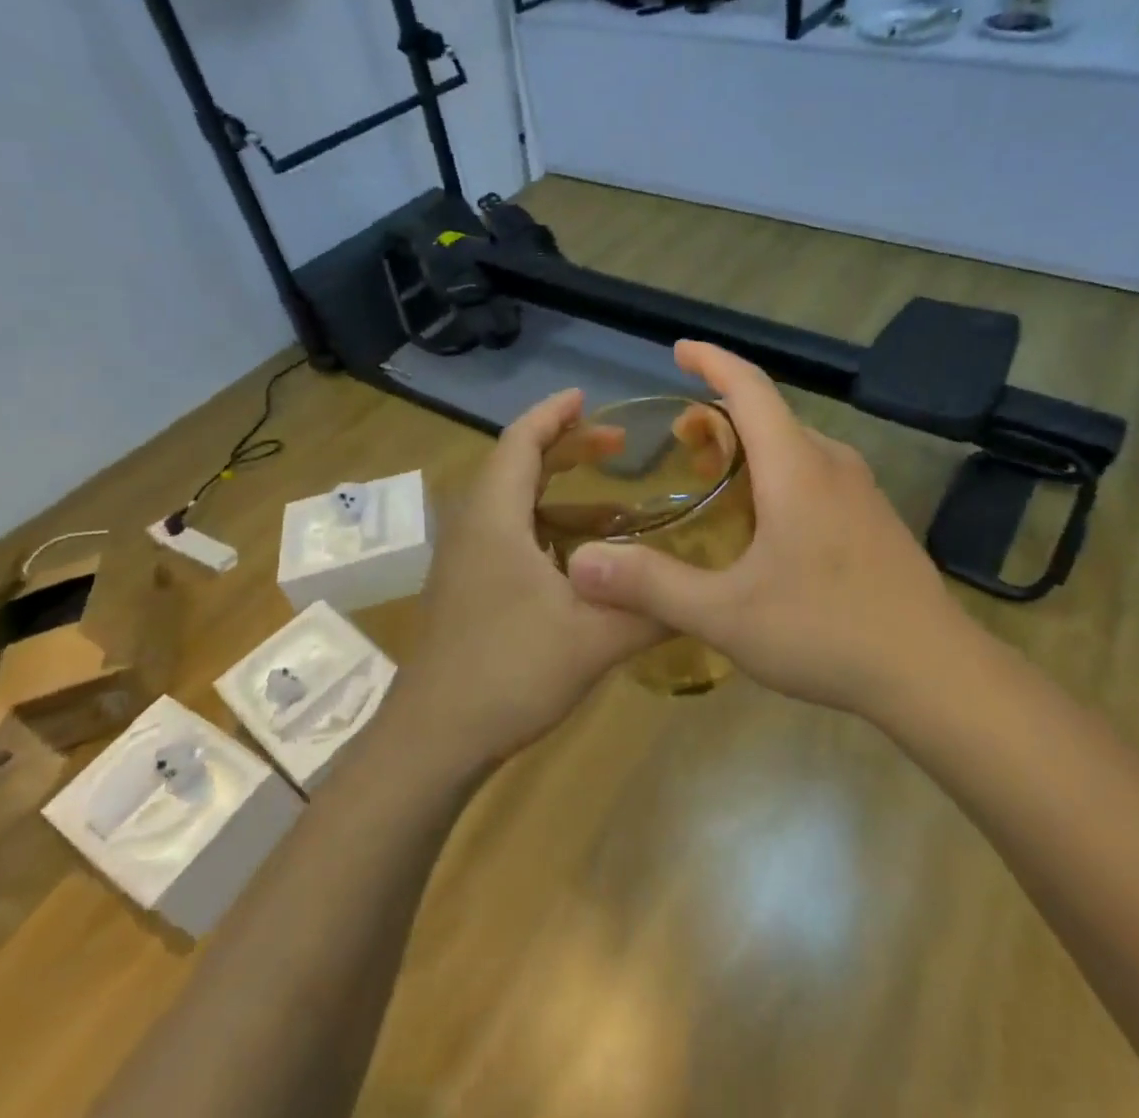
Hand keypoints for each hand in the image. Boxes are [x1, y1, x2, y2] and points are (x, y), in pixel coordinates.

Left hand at [390, 389, 662, 775]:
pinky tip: (585, 562)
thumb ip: (652, 610)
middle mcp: (473, 528)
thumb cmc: (508, 673)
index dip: (554, 414)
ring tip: (617, 506)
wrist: (433, 741)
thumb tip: (706, 591)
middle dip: (566, 449)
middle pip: (517, 467)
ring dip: (561, 495)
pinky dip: (548, 531)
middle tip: (617, 445)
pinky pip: (509, 537)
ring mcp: (464, 561)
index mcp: (495, 519)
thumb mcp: (594, 640)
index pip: (520, 442)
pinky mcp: (466, 589)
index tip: (588, 397)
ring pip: (514, 506)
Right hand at [566, 341, 963, 715]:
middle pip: (771, 414)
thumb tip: (581, 563)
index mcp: (795, 466)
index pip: (750, 387)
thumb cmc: (827, 631)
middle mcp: (832, 463)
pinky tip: (768, 523)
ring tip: (717, 475)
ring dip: (753, 445)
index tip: (680, 349)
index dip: (712, 360)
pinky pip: (817, 473)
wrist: (934, 671)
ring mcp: (862, 491)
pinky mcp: (876, 519)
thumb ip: (652, 585)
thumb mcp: (727, 615)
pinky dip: (780, 472)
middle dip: (722, 413)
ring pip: (796, 445)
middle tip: (682, 440)